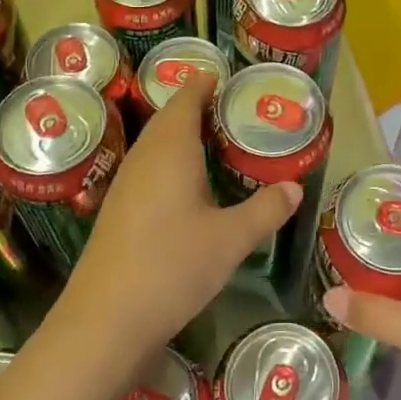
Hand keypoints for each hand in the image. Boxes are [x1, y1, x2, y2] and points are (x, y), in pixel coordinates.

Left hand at [49, 69, 298, 375]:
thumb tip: (295, 187)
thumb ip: (266, 209)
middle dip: (198, 107)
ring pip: (156, 144)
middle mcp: (144, 157)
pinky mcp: (118, 210)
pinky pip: (148, 168)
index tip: (227, 78)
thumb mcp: (231, 240)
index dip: (205, 83)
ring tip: (217, 141)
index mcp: (171, 149)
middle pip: (169, 118)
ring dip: (182, 135)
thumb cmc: (172, 267)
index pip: (186, 98)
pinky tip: (188, 185)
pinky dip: (171, 162)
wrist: (105, 321)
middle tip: (233, 109)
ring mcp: (125, 184)